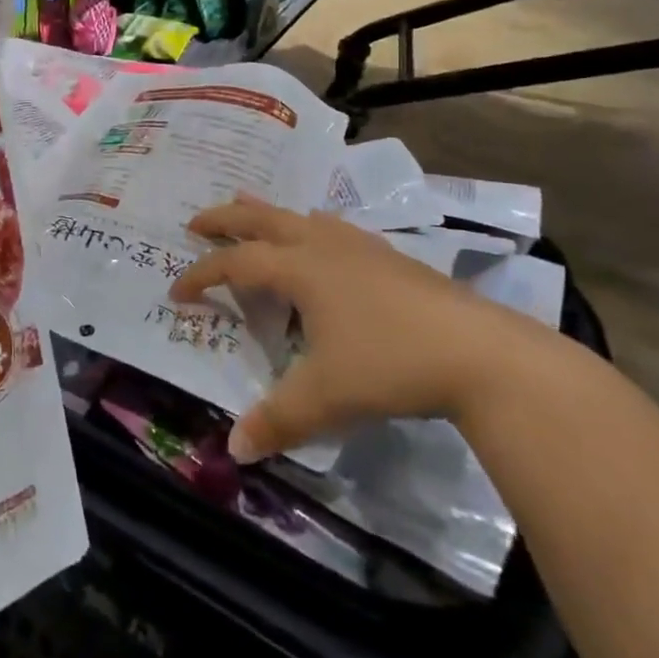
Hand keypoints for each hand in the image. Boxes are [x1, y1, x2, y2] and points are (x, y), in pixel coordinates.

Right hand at [170, 197, 538, 462]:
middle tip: (196, 221)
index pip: (236, 264)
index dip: (202, 275)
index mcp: (301, 269)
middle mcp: (324, 247)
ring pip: (301, 217)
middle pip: (263, 220)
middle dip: (226, 219)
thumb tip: (234, 449)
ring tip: (250, 208)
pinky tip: (323, 238)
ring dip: (269, 214)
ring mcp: (361, 247)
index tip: (177, 291)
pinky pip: (335, 229)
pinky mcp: (392, 258)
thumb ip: (277, 419)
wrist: (482, 353)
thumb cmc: (392, 365)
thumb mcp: (326, 397)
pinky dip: (311, 227)